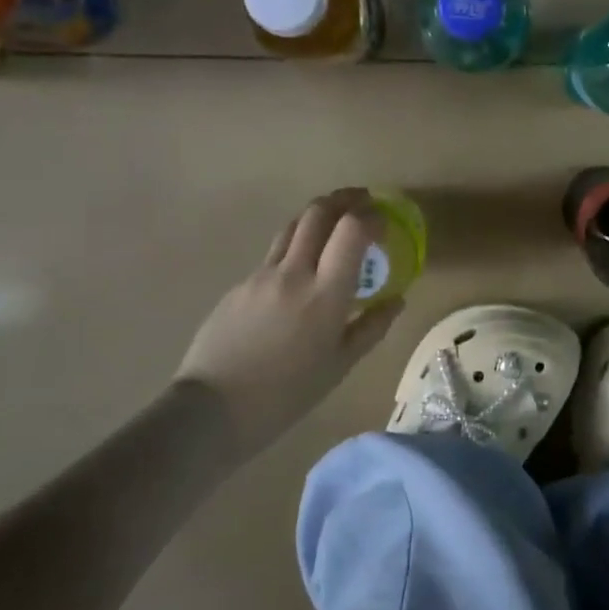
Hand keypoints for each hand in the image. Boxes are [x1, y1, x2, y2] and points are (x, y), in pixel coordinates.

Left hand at [176, 188, 404, 446]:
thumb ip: (371, 327)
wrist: (212, 410)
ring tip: (334, 220)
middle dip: (344, 199)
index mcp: (325, 294)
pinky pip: (274, 254)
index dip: (371, 216)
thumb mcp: (339, 366)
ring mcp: (261, 275)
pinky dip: (296, 246)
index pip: (351, 230)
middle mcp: (293, 272)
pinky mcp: (240, 285)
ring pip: (292, 226)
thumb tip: (396, 300)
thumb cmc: (286, 395)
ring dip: (318, 214)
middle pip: (318, 213)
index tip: (384, 220)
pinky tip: (301, 268)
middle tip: (362, 200)